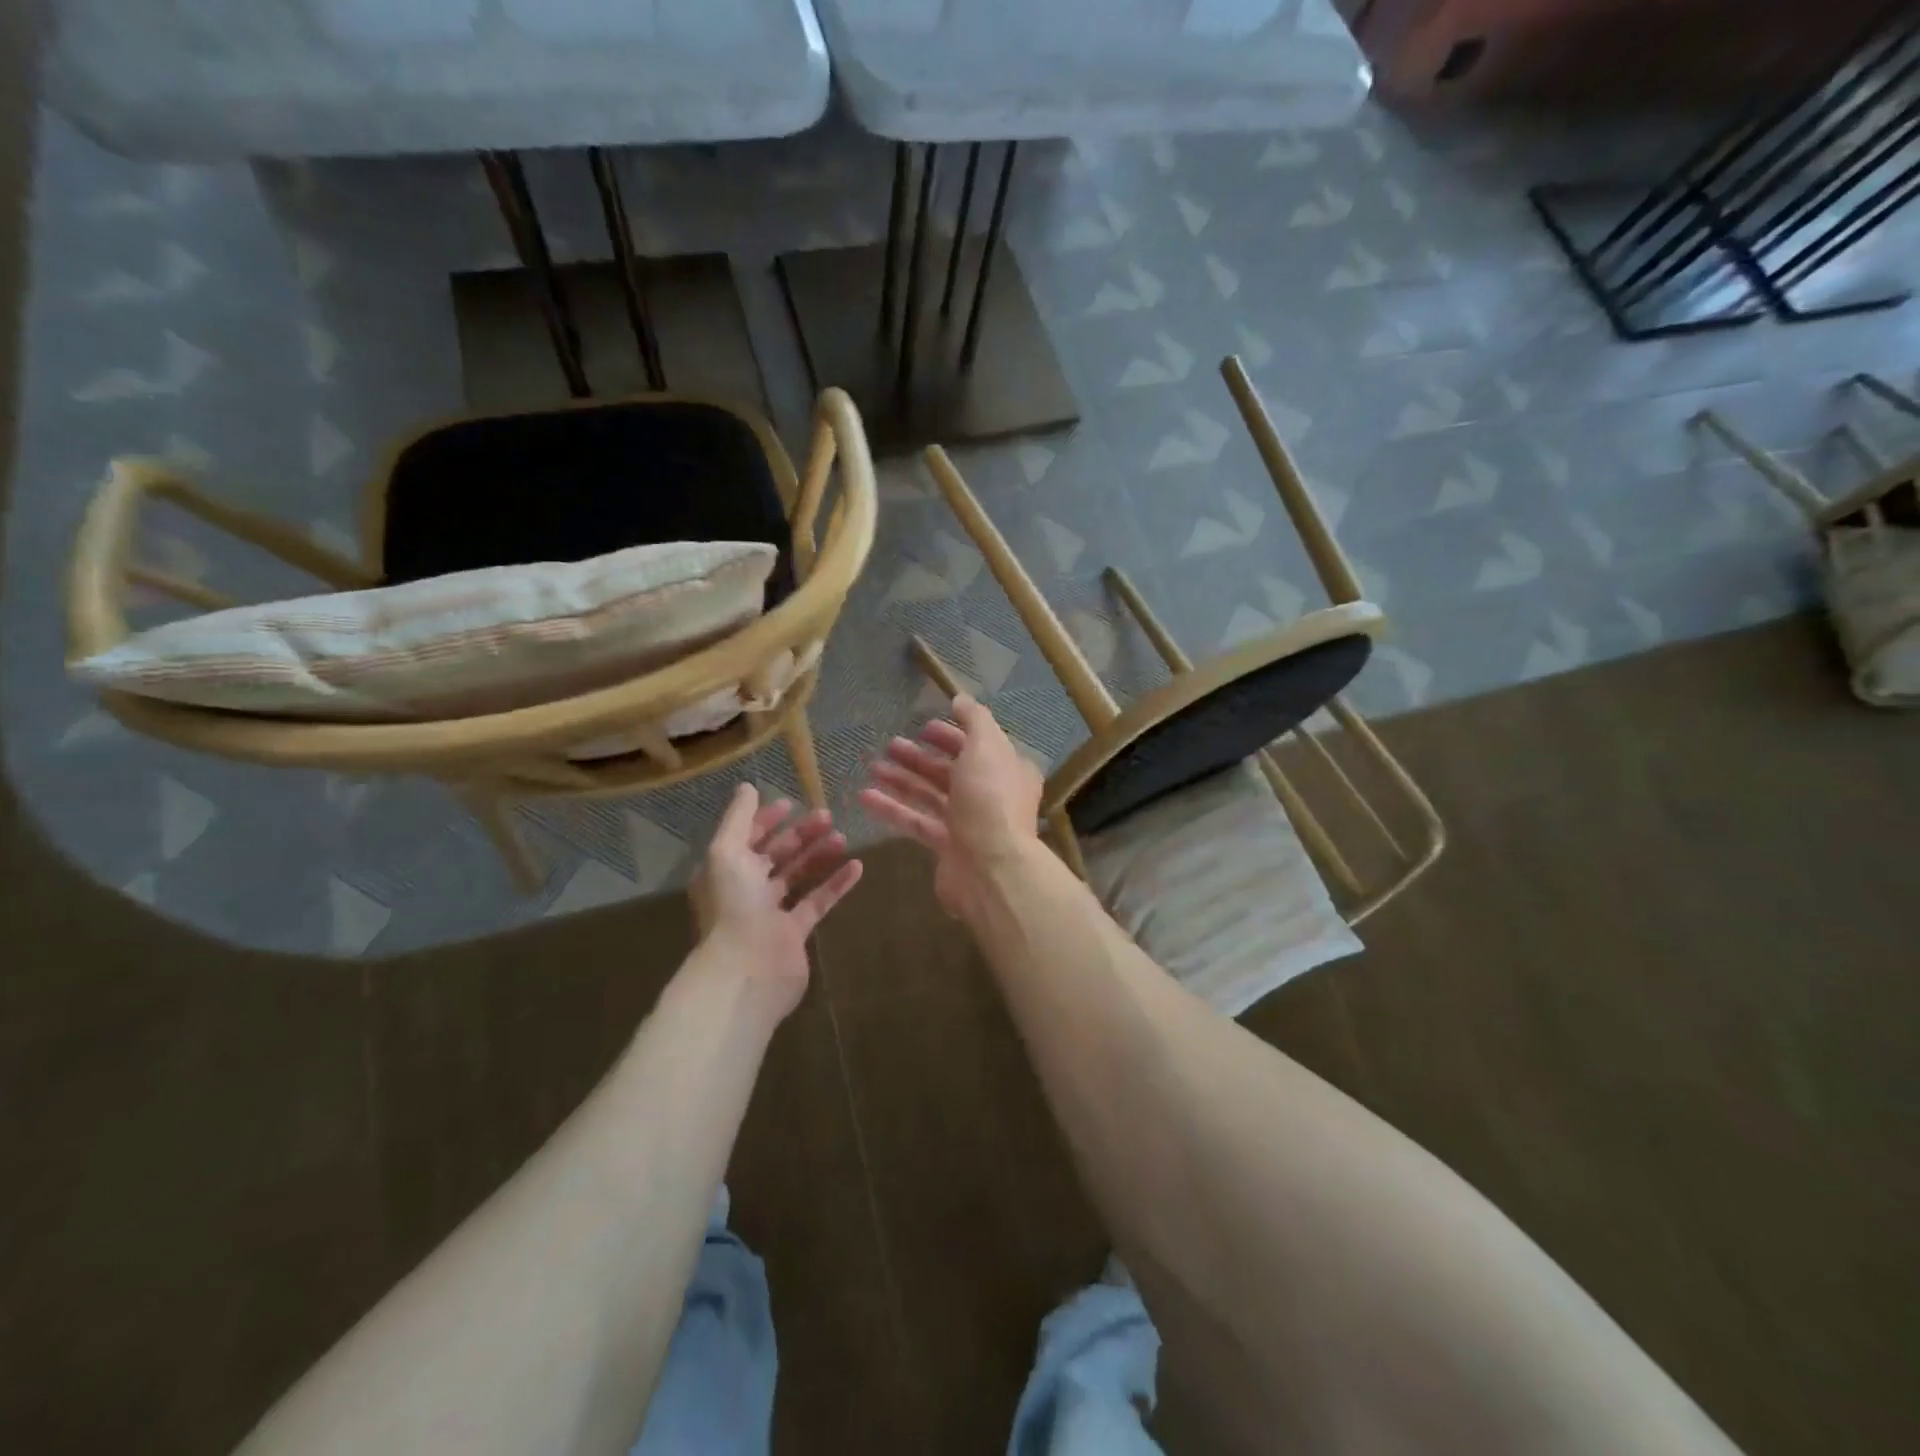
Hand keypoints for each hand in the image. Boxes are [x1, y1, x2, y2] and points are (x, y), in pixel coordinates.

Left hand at [691, 784, 862, 1020]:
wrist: (748, 969)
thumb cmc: (734, 905)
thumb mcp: (727, 851)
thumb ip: (739, 818)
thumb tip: (747, 787)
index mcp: (724, 870)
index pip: (747, 837)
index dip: (766, 819)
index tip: (793, 803)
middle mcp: (745, 889)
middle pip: (776, 854)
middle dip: (800, 834)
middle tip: (828, 815)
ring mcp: (771, 912)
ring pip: (798, 875)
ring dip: (819, 854)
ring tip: (843, 837)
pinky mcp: (795, 932)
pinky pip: (818, 901)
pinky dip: (836, 883)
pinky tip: (857, 866)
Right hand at [858, 694, 1043, 919]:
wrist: (991, 868)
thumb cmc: (990, 800)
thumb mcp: (986, 747)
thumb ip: (974, 719)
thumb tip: (960, 698)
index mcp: (1007, 770)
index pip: (978, 745)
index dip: (951, 734)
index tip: (924, 726)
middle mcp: (990, 795)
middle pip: (951, 770)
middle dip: (921, 757)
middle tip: (891, 745)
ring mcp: (969, 823)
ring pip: (931, 795)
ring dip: (902, 780)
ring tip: (873, 767)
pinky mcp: (946, 847)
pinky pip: (916, 821)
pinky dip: (892, 808)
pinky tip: (865, 797)